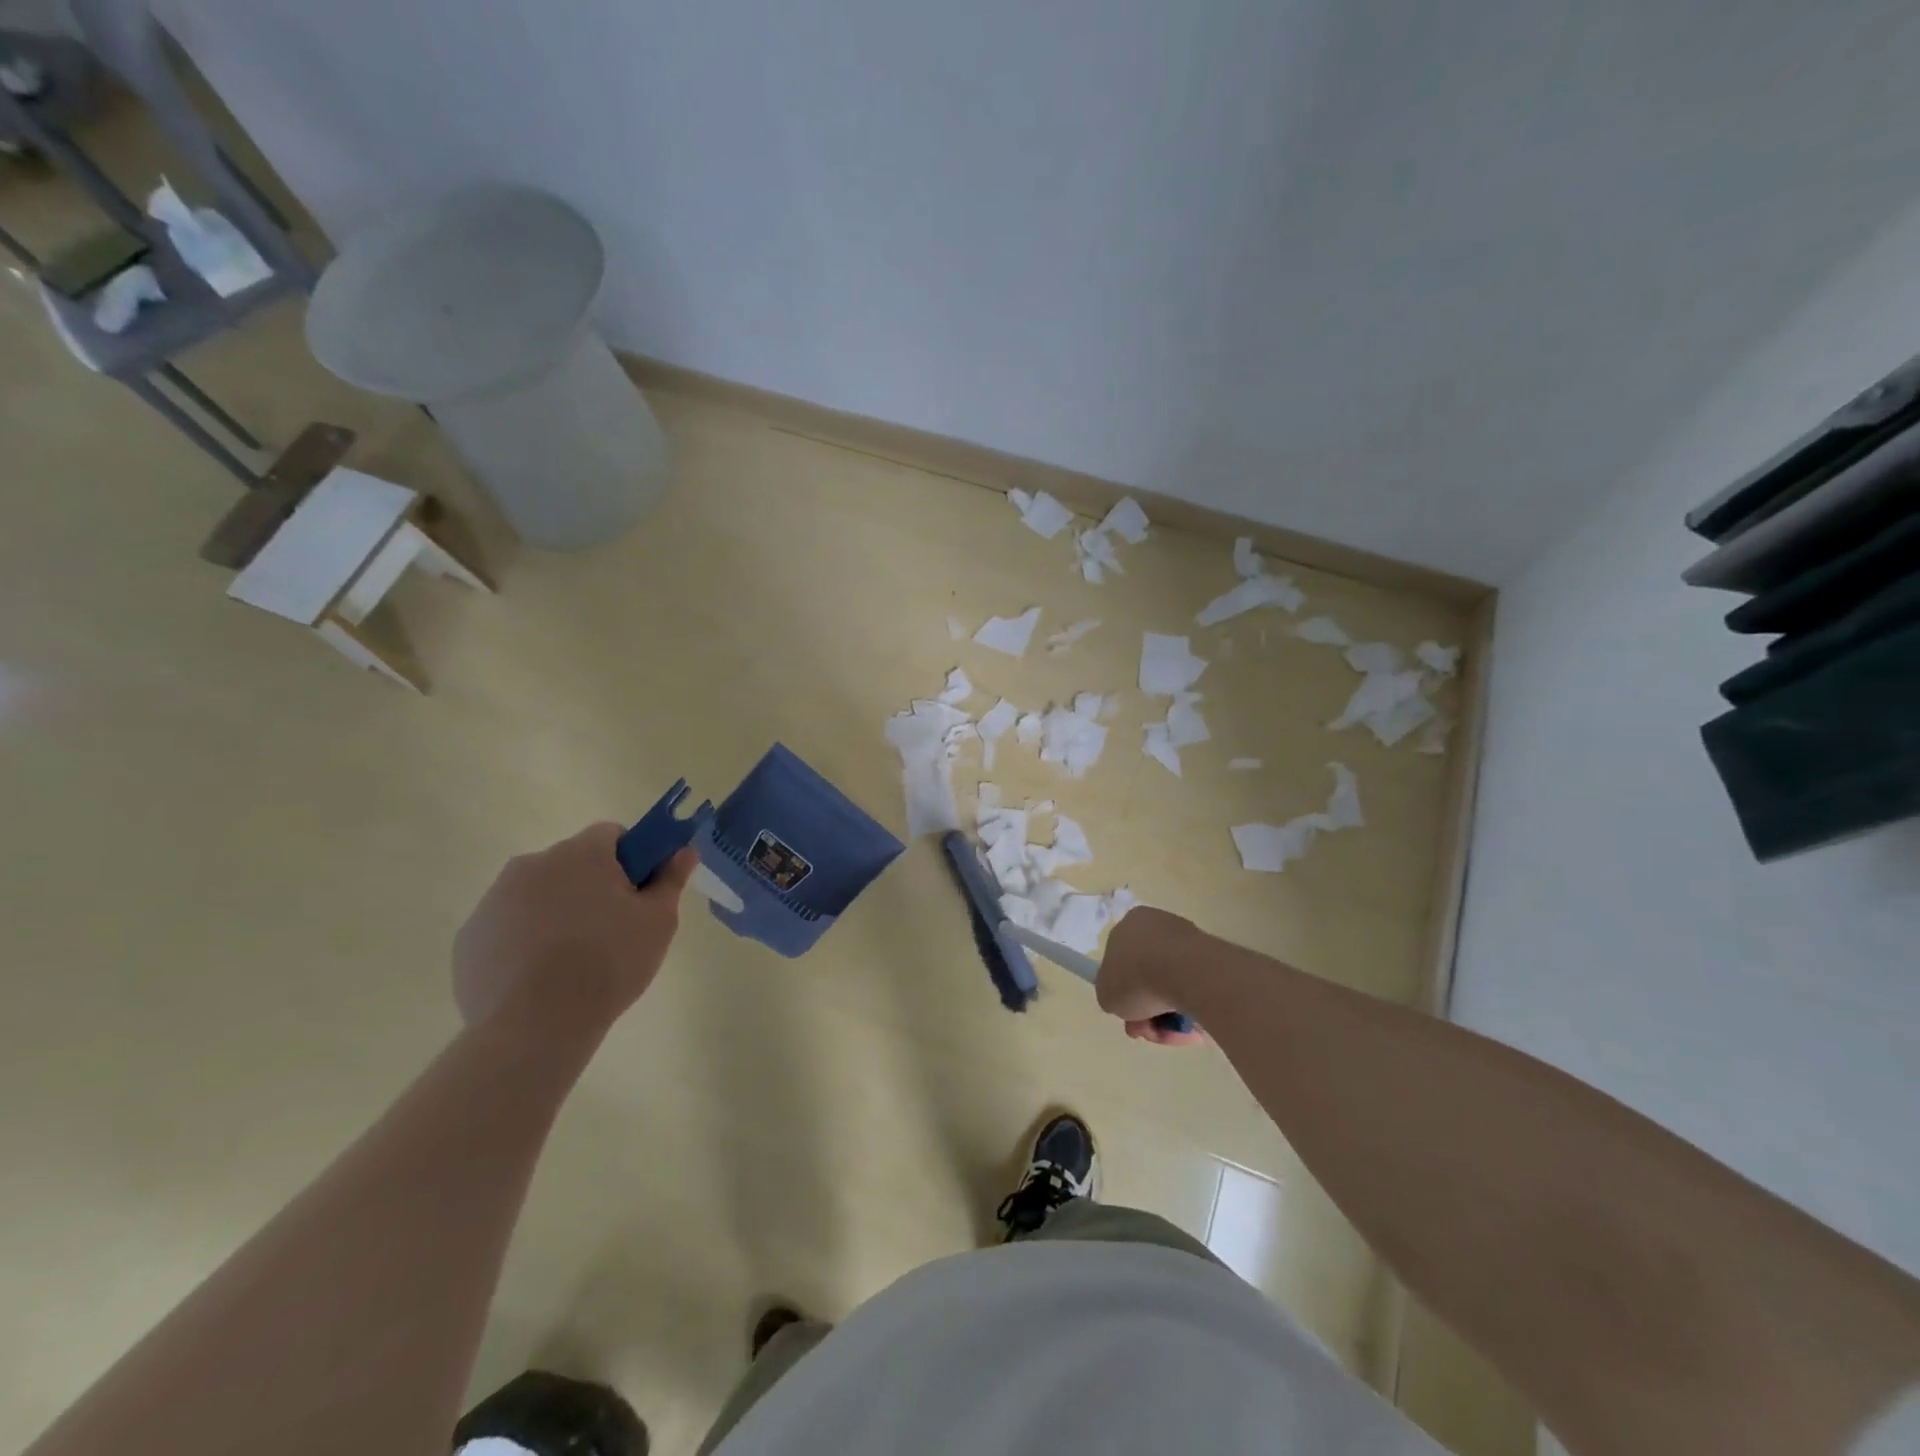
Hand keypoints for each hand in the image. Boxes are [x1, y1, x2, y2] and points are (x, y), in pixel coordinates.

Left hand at [453, 823, 696, 1034]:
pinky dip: (525, 940)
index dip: (631, 858)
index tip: (638, 892)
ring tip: (573, 959)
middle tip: (612, 929)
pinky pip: (508, 926)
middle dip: (592, 886)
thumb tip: (684, 850)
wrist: (535, 1026)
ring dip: (556, 911)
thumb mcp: (658, 921)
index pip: (611, 834)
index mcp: (581, 854)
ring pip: (537, 893)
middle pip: (572, 863)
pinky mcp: (469, 937)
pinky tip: (539, 976)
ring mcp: (494, 900)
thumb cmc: (609, 963)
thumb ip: (671, 879)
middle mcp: (532, 864)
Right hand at [1097, 906, 1209, 1047]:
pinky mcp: (1215, 957)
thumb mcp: (1105, 994)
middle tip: (1146, 1029)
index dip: (1122, 990)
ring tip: (1170, 1033)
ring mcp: (1188, 940)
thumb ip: (1110, 995)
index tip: (1128, 1013)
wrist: (1187, 974)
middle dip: (1147, 1008)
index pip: (1121, 959)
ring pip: (1173, 986)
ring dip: (1169, 1014)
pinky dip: (1192, 1010)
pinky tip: (1190, 1026)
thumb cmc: (1136, 978)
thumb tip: (1123, 999)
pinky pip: (1197, 989)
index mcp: (1130, 925)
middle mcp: (1158, 926)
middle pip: (1148, 975)